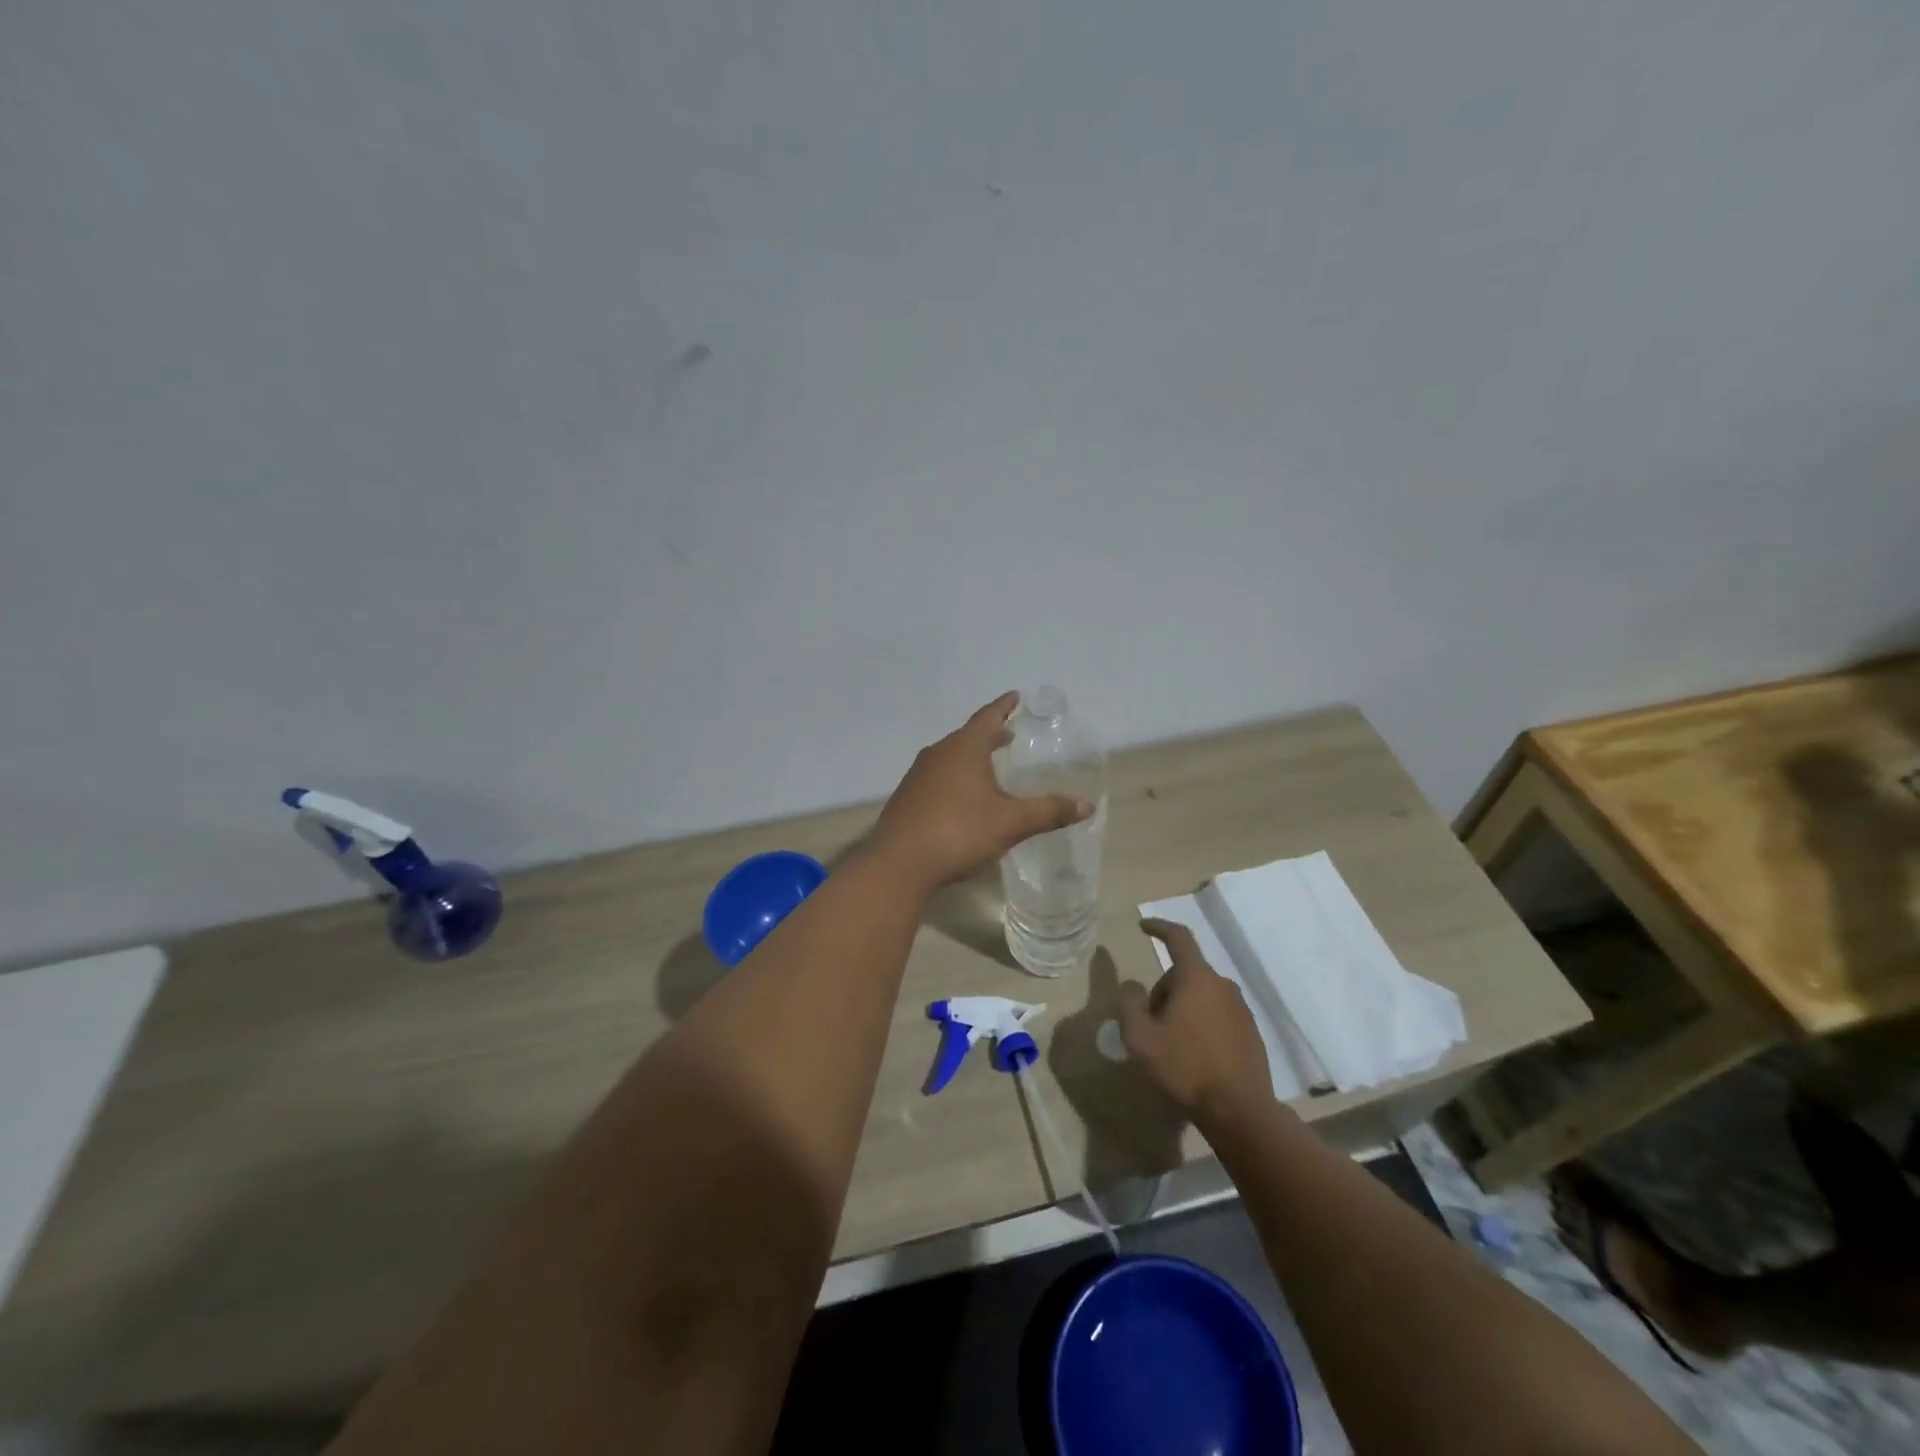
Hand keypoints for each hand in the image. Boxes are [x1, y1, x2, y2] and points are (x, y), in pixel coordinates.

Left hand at [866, 692, 1092, 891]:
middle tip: (1008, 733)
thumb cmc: (958, 832)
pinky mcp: (908, 798)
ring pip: (950, 757)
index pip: (987, 717)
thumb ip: (1048, 812)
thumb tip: (1087, 805)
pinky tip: (963, 798)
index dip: (1004, 707)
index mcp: (964, 749)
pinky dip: (956, 777)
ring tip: (989, 765)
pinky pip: (938, 777)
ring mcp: (918, 776)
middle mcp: (938, 754)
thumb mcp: (1010, 823)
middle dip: (990, 734)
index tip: (1015, 696)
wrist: (899, 864)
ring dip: (971, 757)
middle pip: (968, 736)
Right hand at [1119, 918, 1273, 1125]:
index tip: (1143, 926)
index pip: (1178, 938)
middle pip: (1185, 973)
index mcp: (1197, 979)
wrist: (1240, 1111)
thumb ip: (1130, 1003)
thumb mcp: (1140, 1037)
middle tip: (1149, 1023)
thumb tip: (1133, 985)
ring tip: (1171, 1044)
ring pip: (1202, 995)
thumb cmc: (1185, 1068)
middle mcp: (1223, 985)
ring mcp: (1241, 1009)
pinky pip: (1218, 1015)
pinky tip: (1195, 1056)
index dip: (1159, 927)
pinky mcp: (1251, 1032)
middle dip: (1164, 989)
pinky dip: (1202, 1024)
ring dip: (1183, 1008)